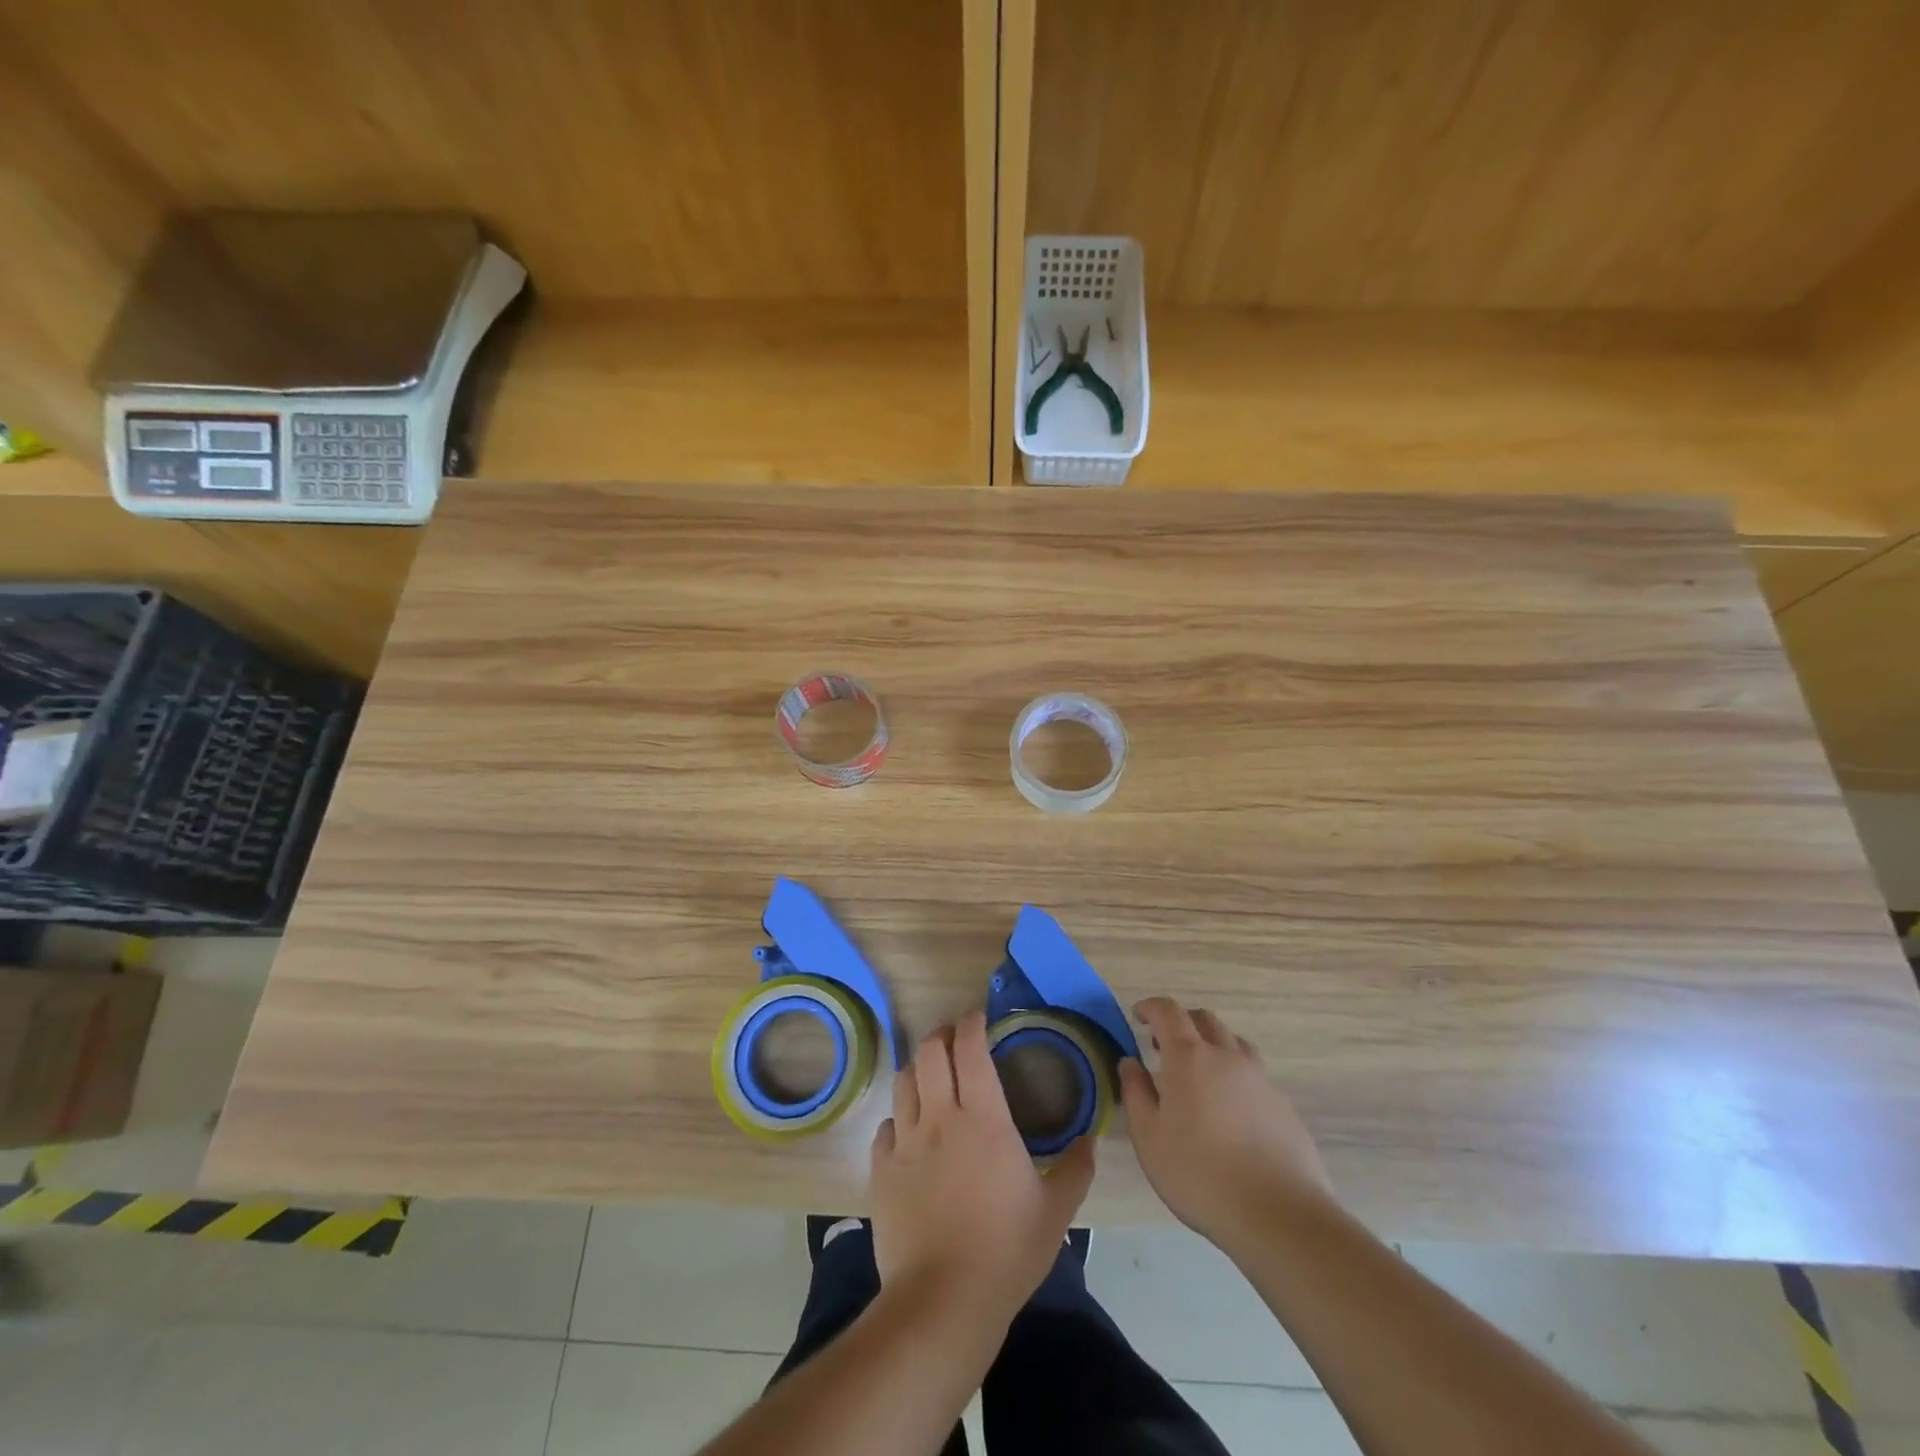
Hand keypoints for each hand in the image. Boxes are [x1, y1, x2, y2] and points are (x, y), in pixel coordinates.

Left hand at [870, 1010, 1095, 1328]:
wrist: (942, 1302)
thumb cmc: (1006, 1252)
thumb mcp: (1056, 1213)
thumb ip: (1075, 1170)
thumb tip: (1090, 1141)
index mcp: (983, 1119)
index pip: (970, 1049)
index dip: (971, 1024)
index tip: (978, 1018)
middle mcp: (939, 1118)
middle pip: (929, 1052)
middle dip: (941, 1036)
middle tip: (954, 1041)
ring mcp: (905, 1143)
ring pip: (903, 1082)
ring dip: (917, 1070)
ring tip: (930, 1077)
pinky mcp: (881, 1171)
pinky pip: (886, 1128)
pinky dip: (898, 1119)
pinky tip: (909, 1132)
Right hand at [1119, 997, 1333, 1255]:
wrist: (1279, 1215)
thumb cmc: (1200, 1175)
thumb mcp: (1149, 1138)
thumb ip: (1135, 1093)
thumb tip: (1129, 1063)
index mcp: (1189, 1057)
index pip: (1168, 1011)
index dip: (1151, 1007)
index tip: (1138, 1016)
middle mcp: (1227, 1056)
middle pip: (1204, 1019)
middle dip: (1181, 1023)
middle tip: (1163, 1047)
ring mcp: (1260, 1079)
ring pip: (1233, 1043)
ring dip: (1211, 1045)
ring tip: (1198, 1075)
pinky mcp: (1283, 1105)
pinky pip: (1253, 1074)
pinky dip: (1234, 1075)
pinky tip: (1229, 1110)